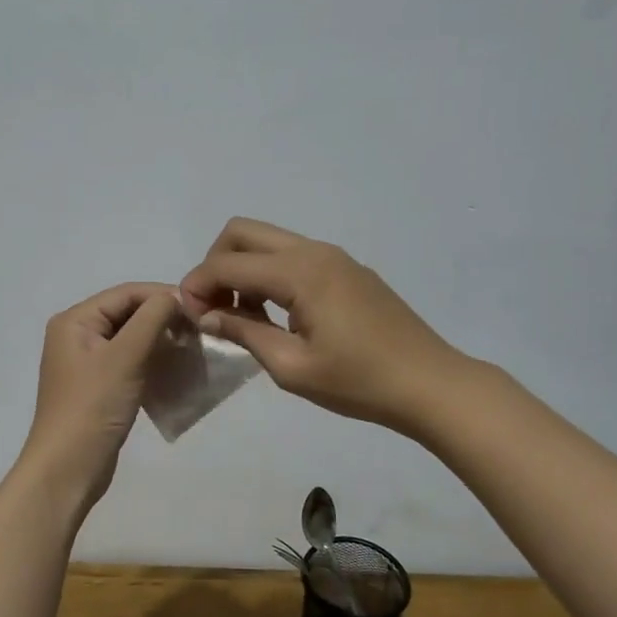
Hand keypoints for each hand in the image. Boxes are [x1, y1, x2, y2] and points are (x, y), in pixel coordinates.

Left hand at [21, 282, 180, 515]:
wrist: (68, 468)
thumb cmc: (93, 406)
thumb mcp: (124, 357)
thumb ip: (151, 319)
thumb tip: (175, 297)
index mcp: (75, 321)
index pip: (126, 293)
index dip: (163, 296)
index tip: (200, 309)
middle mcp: (77, 335)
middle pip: (128, 313)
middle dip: (163, 318)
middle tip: (199, 331)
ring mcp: (87, 362)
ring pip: (131, 338)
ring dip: (161, 340)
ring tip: (192, 348)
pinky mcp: (98, 386)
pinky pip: (130, 362)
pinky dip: (152, 361)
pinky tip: (176, 369)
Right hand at [179, 218, 460, 432]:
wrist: (429, 383)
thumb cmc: (358, 382)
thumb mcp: (292, 367)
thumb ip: (244, 332)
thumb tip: (206, 314)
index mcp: (300, 272)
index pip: (228, 264)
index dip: (198, 285)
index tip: (188, 316)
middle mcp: (314, 251)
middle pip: (243, 233)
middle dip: (216, 264)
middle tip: (214, 308)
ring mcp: (334, 256)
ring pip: (268, 241)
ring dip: (243, 268)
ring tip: (245, 317)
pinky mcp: (347, 269)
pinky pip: (293, 256)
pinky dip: (270, 274)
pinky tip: (278, 315)